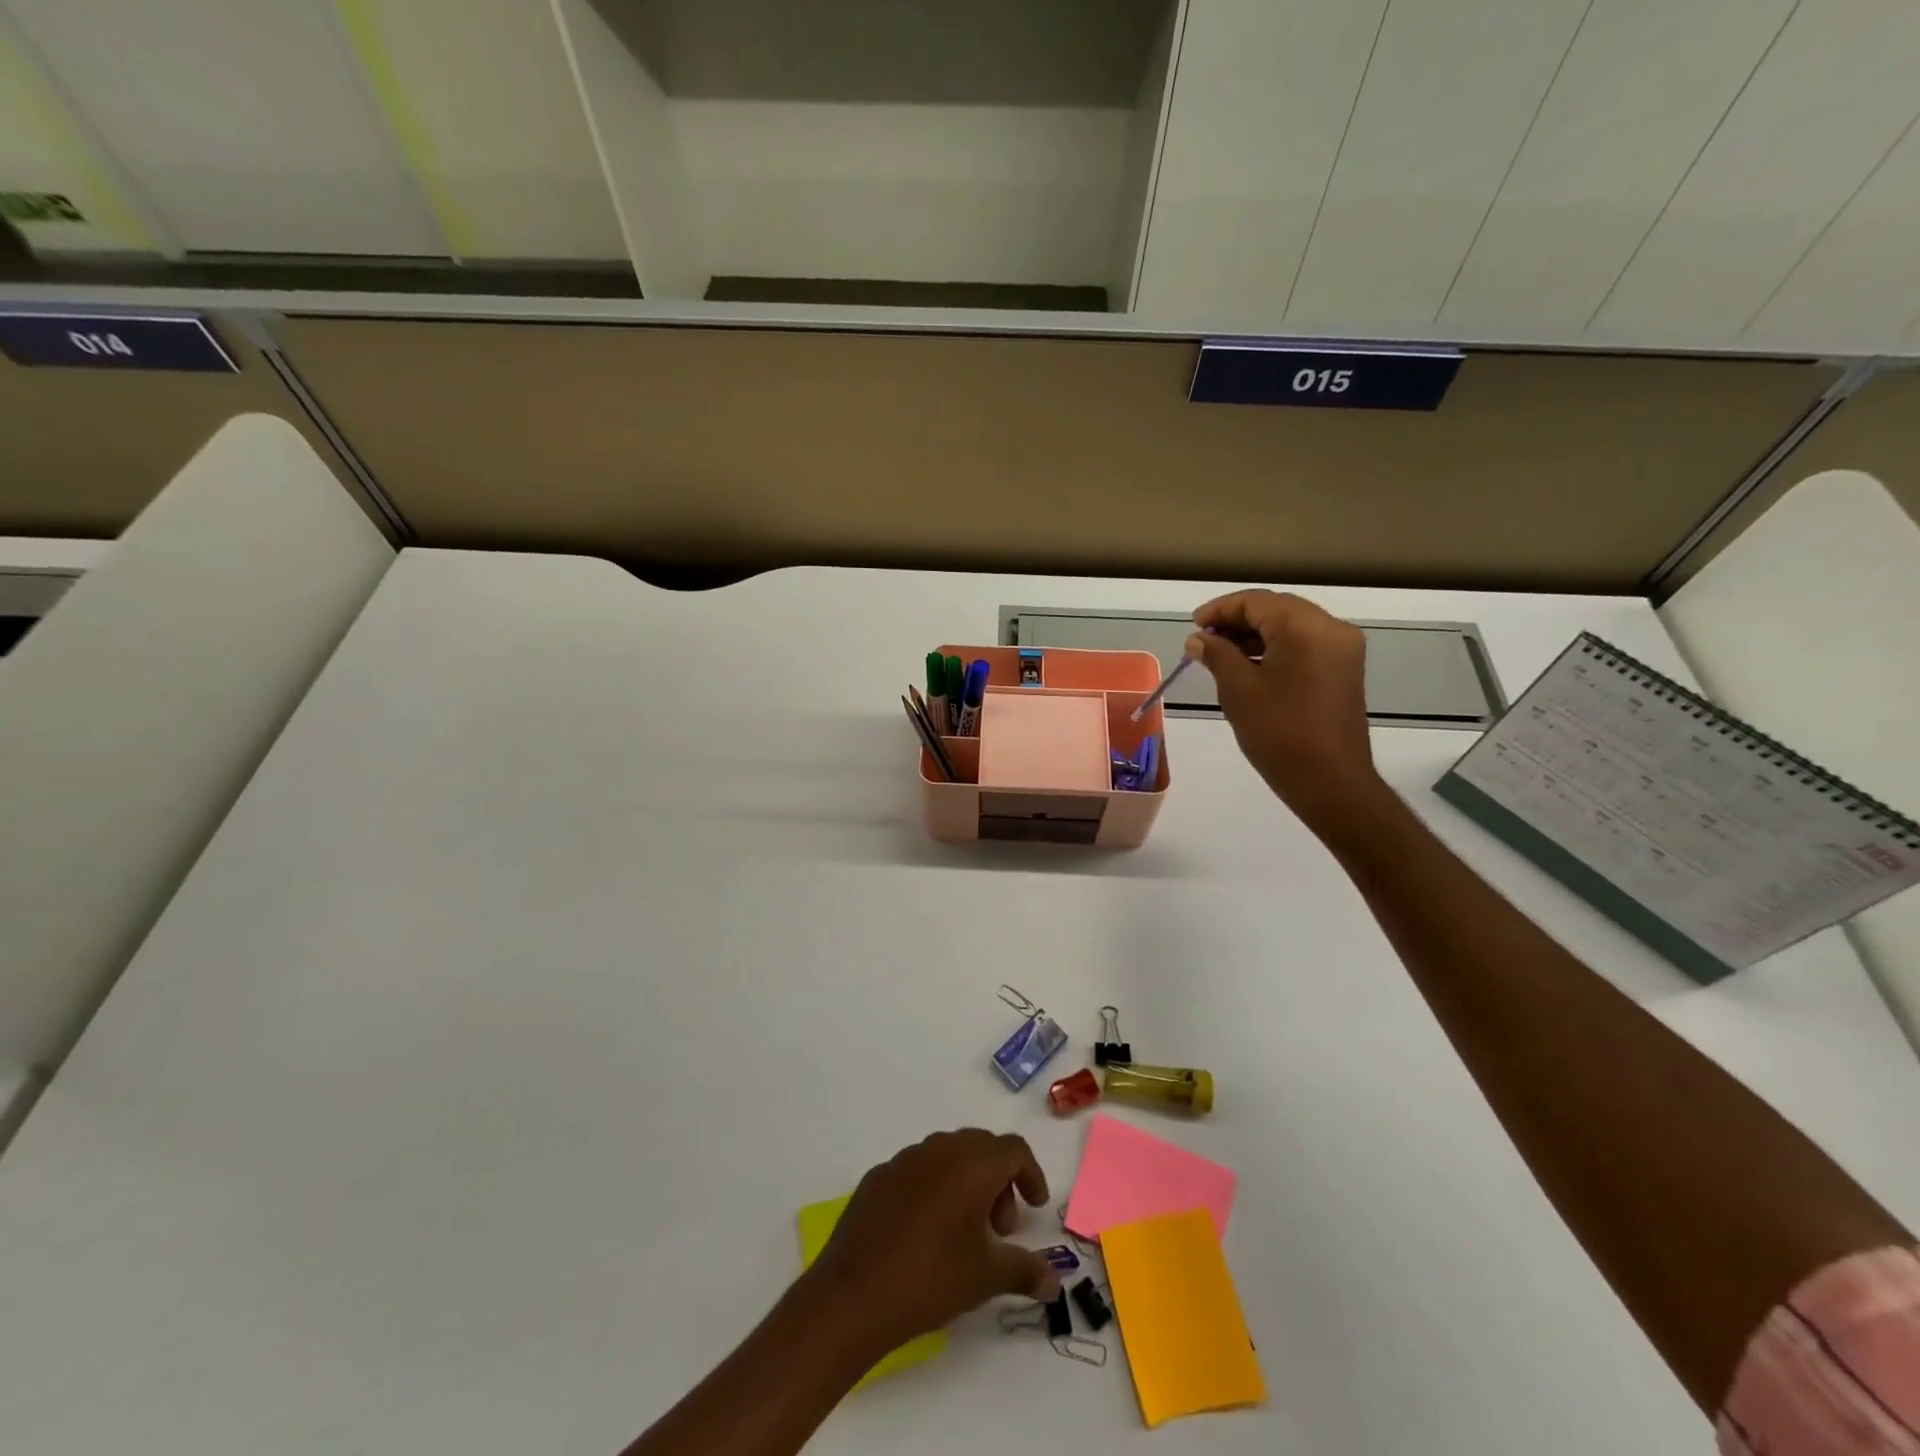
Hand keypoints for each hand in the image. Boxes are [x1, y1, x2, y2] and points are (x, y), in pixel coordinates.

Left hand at [801, 1130, 1058, 1356]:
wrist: (853, 1294)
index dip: (1031, 1174)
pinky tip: (926, 1232)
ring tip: (965, 1233)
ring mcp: (904, 1159)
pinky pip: (918, 1170)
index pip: (1013, 1149)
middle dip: (999, 1181)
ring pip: (948, 1156)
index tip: (1035, 1207)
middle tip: (1002, 1228)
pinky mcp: (878, 1176)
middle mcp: (939, 1149)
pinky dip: (934, 1189)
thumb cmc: (931, 1278)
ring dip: (967, 1183)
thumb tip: (1054, 1280)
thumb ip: (1025, 1270)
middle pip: (981, 1148)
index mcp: (971, 1164)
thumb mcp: (986, 1278)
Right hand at [1189, 590, 1383, 832]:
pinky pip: (1305, 645)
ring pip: (1291, 626)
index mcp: (1306, 627)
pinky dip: (1275, 648)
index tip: (1193, 627)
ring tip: (1220, 655)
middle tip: (1203, 640)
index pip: (1257, 601)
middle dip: (1237, 620)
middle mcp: (1331, 628)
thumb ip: (1217, 654)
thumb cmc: (1279, 732)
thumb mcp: (1238, 690)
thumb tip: (1199, 639)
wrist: (1330, 781)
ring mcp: (1343, 649)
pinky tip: (1249, 666)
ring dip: (1255, 634)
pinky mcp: (1344, 670)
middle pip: (1277, 609)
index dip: (1220, 610)